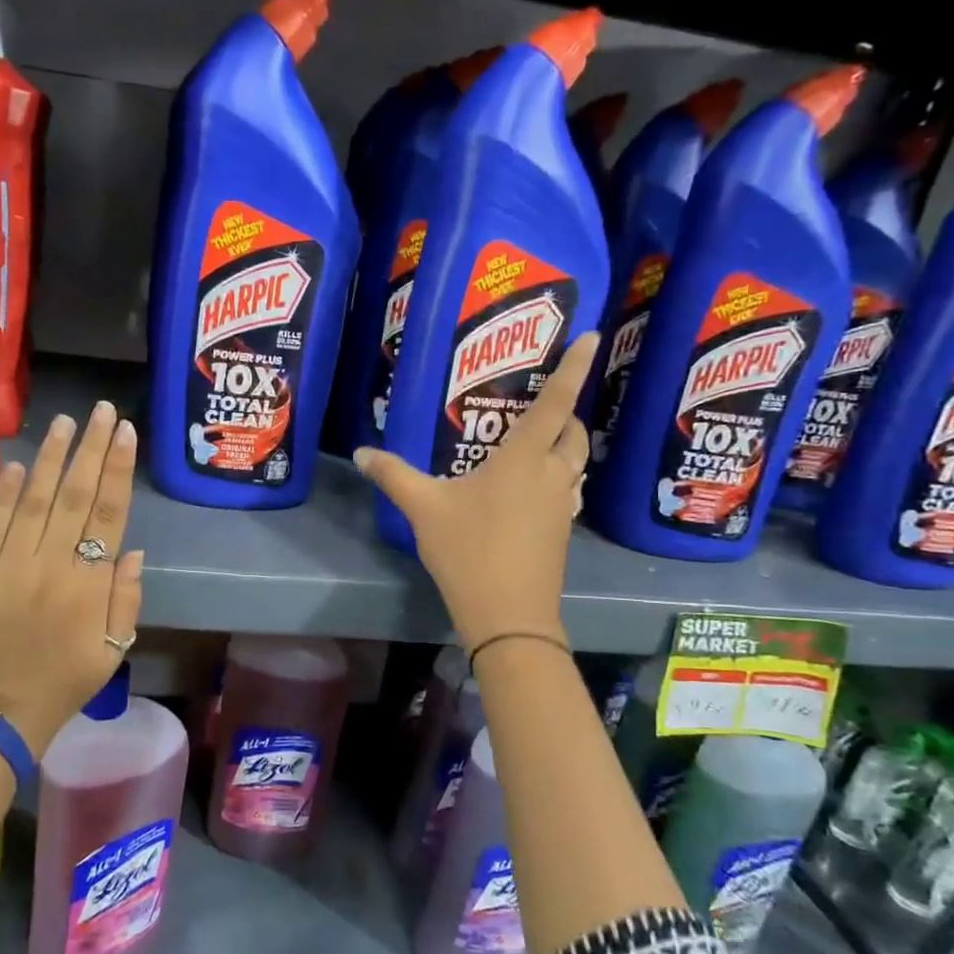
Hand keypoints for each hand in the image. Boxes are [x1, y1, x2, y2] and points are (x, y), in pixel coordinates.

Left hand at [0, 401, 144, 756]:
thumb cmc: (64, 684)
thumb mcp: (113, 650)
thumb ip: (126, 598)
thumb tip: (130, 548)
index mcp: (88, 585)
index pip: (108, 513)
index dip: (117, 469)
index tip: (124, 432)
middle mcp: (51, 566)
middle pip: (74, 496)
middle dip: (90, 448)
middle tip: (100, 411)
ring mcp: (7, 567)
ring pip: (33, 501)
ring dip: (50, 458)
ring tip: (64, 422)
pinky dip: (2, 494)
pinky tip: (15, 464)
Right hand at [356, 333, 597, 651]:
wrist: (509, 616)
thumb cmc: (468, 551)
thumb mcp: (424, 509)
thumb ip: (393, 475)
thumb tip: (361, 453)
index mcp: (524, 459)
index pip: (556, 403)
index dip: (574, 367)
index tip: (593, 337)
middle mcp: (552, 474)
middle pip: (575, 432)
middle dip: (569, 411)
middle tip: (544, 401)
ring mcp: (562, 505)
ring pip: (576, 462)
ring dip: (567, 444)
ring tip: (539, 439)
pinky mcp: (562, 530)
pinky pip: (568, 488)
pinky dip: (559, 474)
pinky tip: (532, 487)